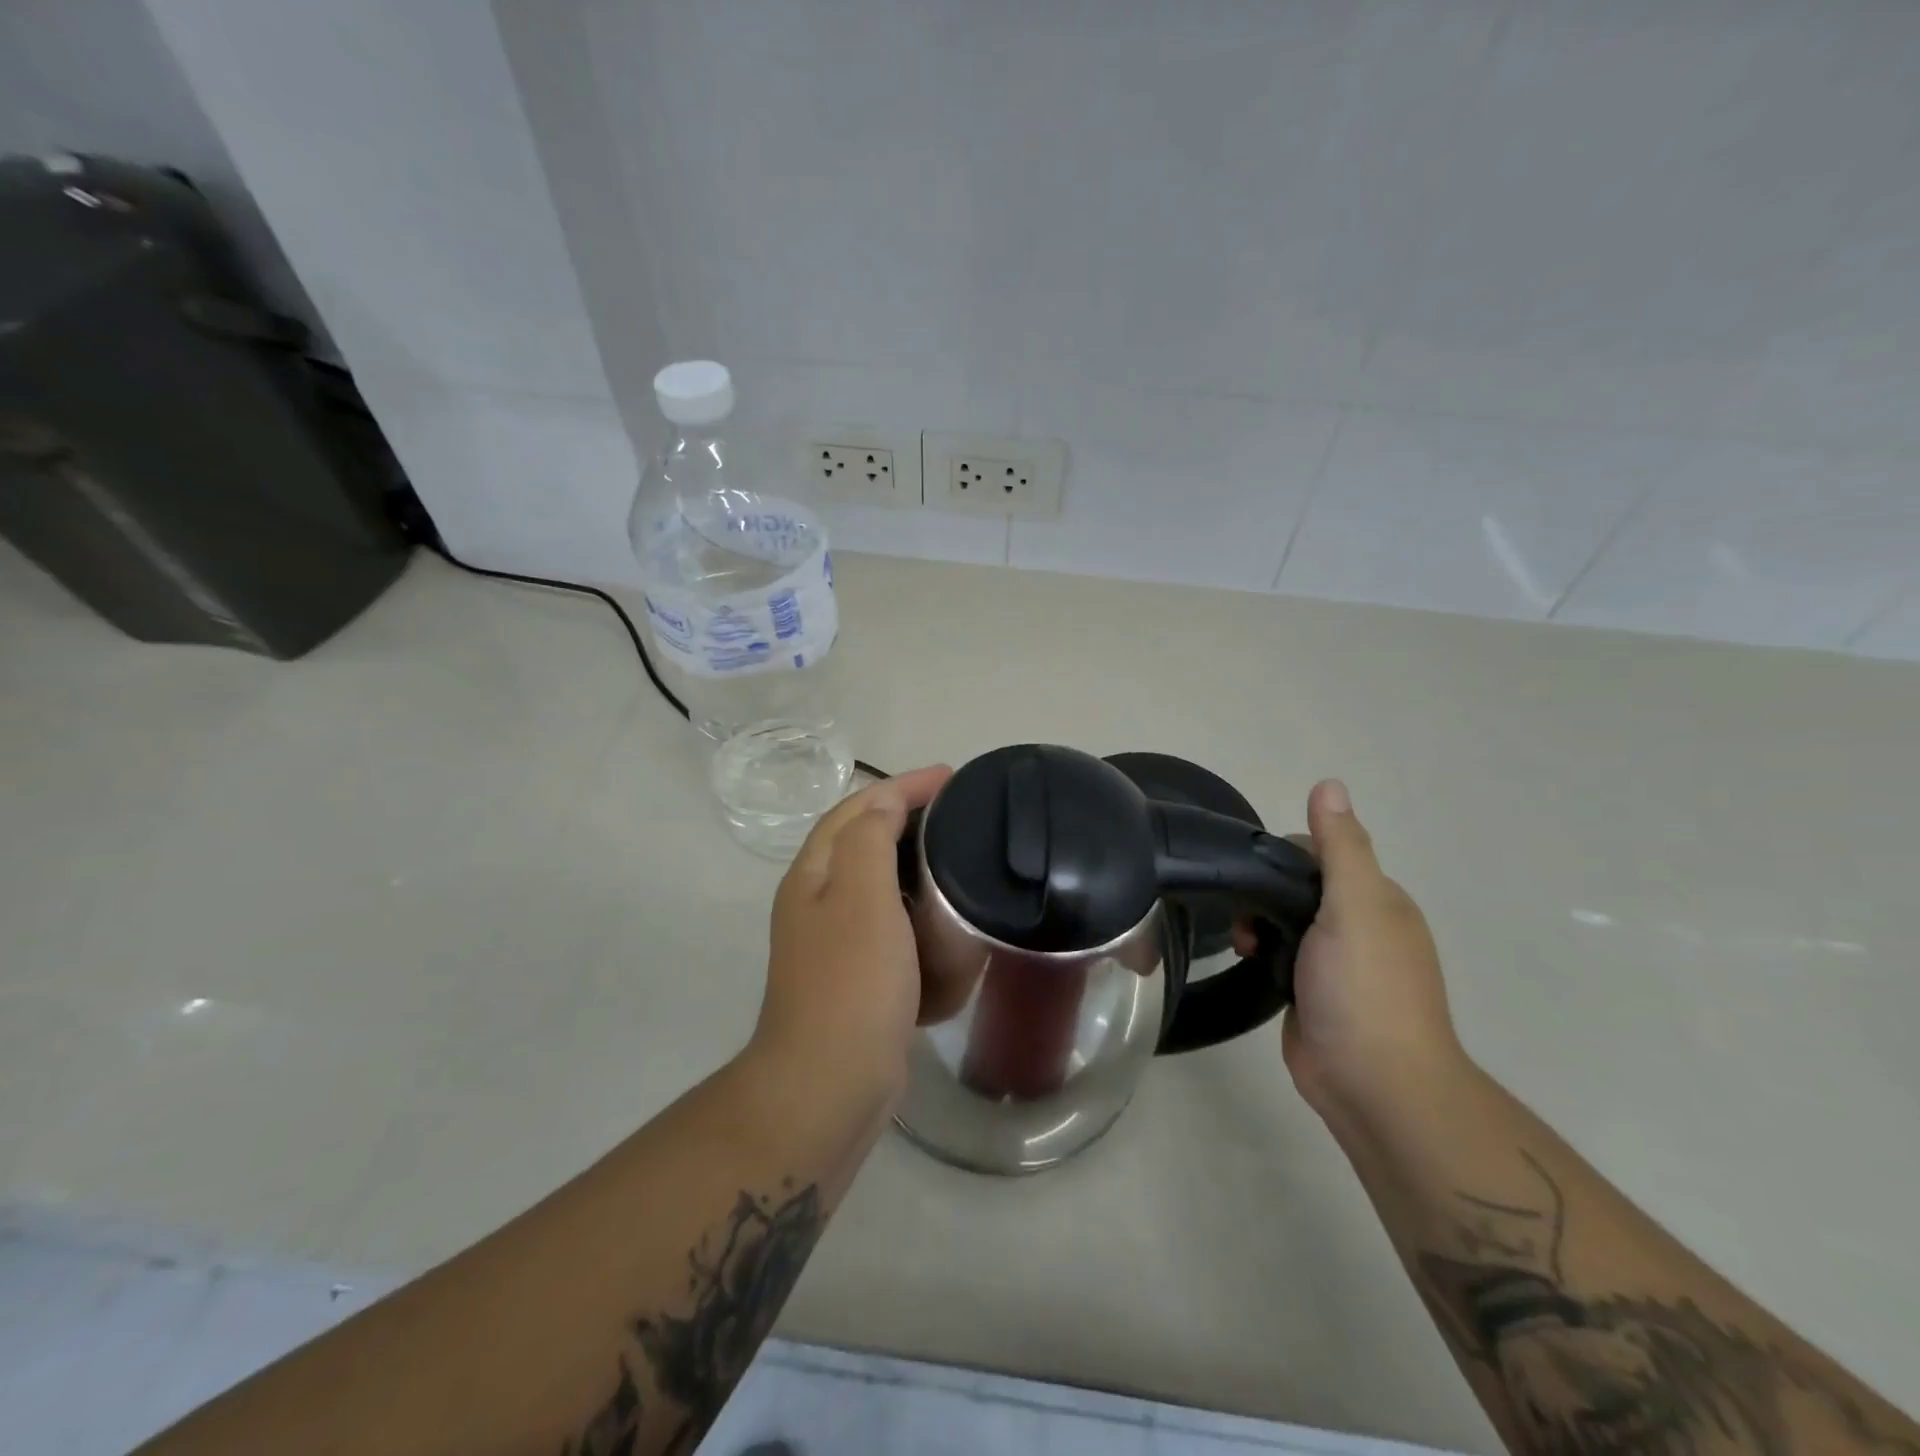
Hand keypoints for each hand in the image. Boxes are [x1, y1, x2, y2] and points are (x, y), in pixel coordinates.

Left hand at [752, 765, 952, 1104]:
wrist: (829, 1084)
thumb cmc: (851, 982)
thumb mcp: (861, 896)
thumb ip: (870, 839)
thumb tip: (883, 806)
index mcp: (815, 874)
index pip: (859, 808)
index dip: (902, 785)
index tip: (951, 776)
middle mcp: (818, 902)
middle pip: (864, 841)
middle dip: (908, 819)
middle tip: (960, 814)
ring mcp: (835, 942)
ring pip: (880, 886)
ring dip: (915, 866)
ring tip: (959, 859)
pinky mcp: (858, 977)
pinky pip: (893, 929)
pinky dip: (919, 915)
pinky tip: (946, 920)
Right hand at [1274, 779, 1465, 1121]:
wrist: (1372, 1084)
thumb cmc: (1365, 988)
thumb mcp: (1355, 906)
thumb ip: (1340, 846)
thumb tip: (1329, 783)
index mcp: (1377, 899)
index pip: (1321, 852)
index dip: (1284, 856)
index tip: (1255, 875)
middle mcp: (1359, 925)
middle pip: (1298, 886)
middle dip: (1264, 893)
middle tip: (1246, 917)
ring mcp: (1335, 963)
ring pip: (1284, 921)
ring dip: (1259, 924)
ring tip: (1246, 946)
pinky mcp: (1311, 992)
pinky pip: (1280, 955)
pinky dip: (1262, 953)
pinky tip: (1249, 961)